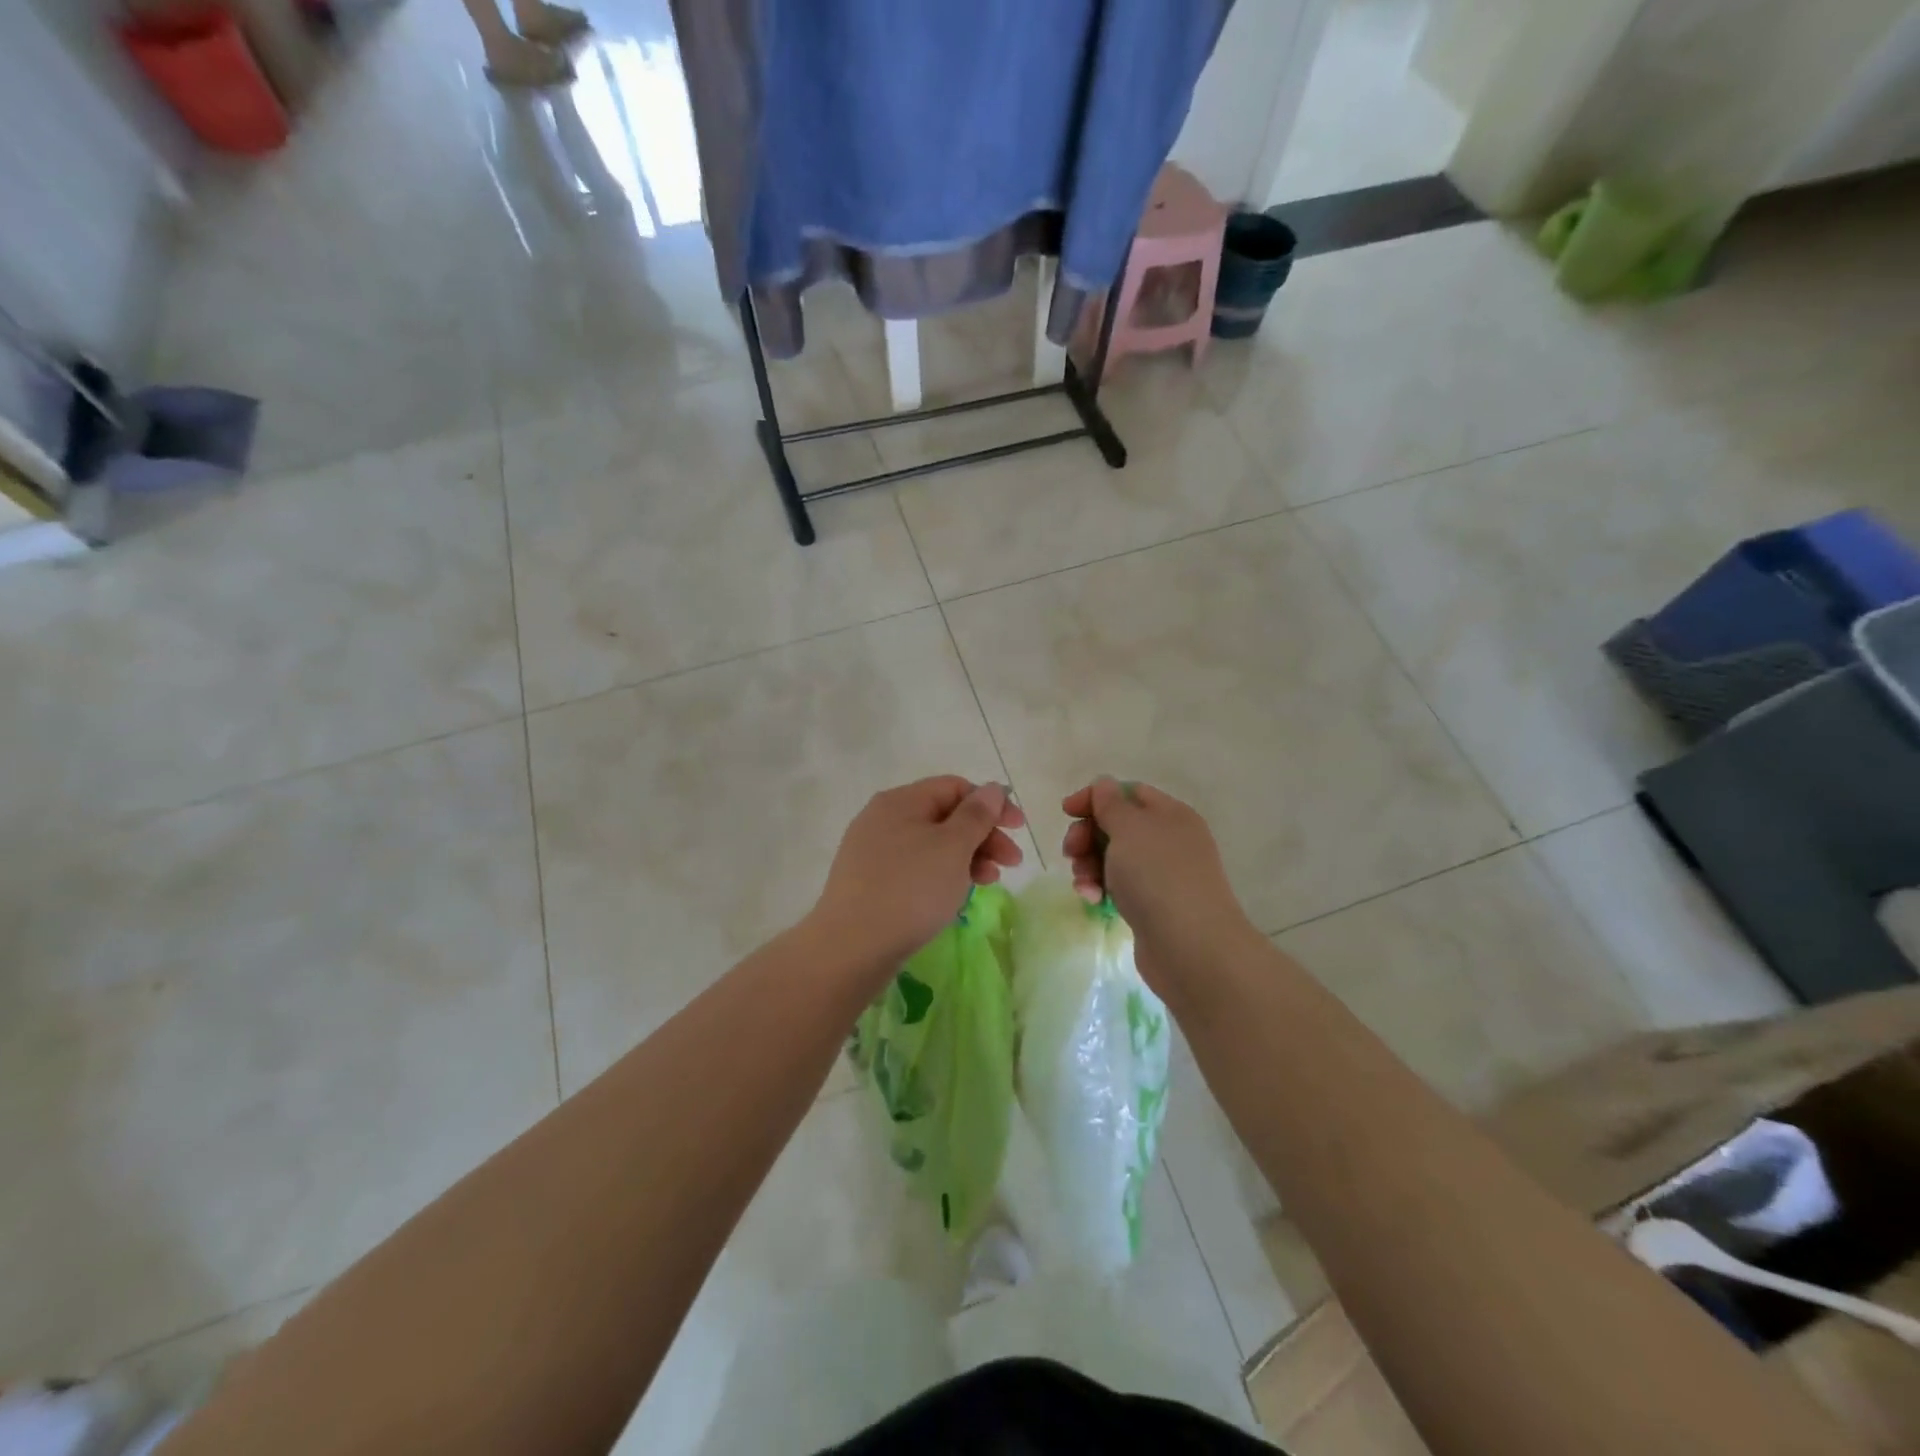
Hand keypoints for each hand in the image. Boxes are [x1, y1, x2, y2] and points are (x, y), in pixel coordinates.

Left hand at [809, 776, 1025, 974]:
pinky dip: (942, 875)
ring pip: (932, 845)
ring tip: (989, 883)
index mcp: (900, 801)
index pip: (954, 787)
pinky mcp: (870, 882)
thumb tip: (990, 788)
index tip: (1017, 829)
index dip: (990, 803)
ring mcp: (873, 851)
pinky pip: (915, 868)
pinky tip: (956, 896)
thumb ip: (976, 815)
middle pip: (944, 816)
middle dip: (983, 835)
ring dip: (967, 858)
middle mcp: (883, 819)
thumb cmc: (910, 889)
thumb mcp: (952, 848)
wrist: (851, 947)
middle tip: (1012, 863)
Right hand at [1061, 777, 1259, 994]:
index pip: (1127, 792)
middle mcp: (1169, 840)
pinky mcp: (1153, 905)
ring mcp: (1162, 875)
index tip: (1066, 812)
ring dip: (1089, 866)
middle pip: (1116, 826)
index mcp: (1170, 814)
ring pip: (1113, 858)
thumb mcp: (1129, 828)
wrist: (1191, 947)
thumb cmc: (1157, 876)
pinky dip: (1102, 888)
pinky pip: (1119, 886)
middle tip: (1071, 853)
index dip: (1095, 798)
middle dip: (1087, 836)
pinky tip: (1094, 900)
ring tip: (1084, 884)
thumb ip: (1110, 804)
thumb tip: (1104, 786)